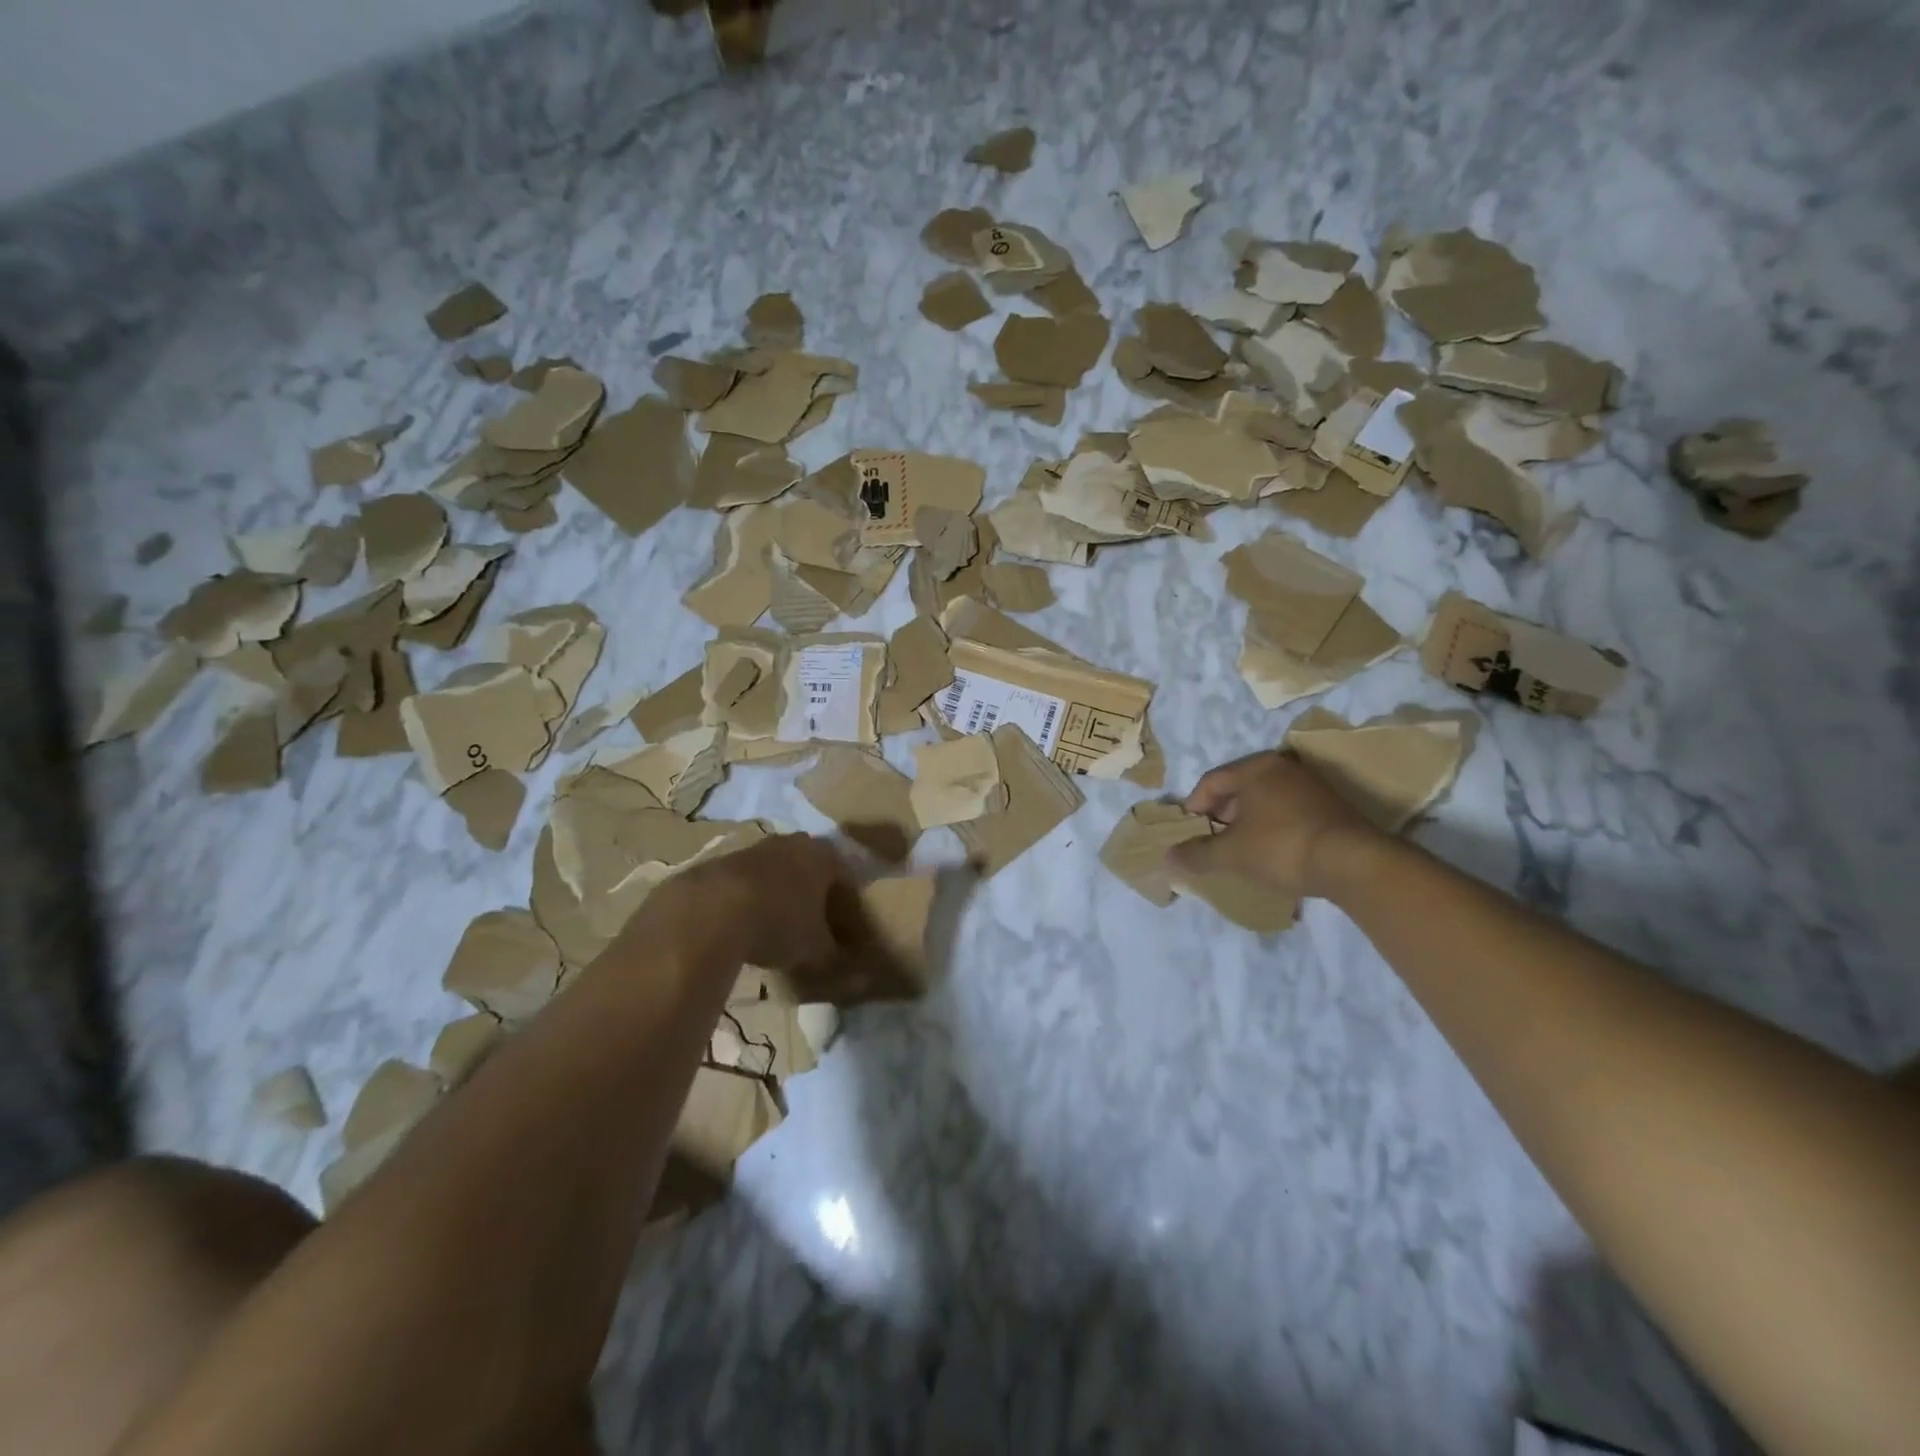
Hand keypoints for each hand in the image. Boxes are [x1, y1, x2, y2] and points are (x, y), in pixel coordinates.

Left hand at [647, 834, 849, 971]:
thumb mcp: (815, 949)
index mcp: (824, 857)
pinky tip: (746, 924)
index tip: (846, 930)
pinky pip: (748, 880)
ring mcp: (756, 848)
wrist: (711, 910)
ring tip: (778, 925)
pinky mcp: (723, 861)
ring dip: (780, 892)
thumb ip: (833, 954)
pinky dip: (751, 898)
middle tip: (815, 924)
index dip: (848, 905)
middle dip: (815, 893)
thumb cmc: (779, 923)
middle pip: (811, 867)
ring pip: (777, 870)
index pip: (846, 876)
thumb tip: (846, 965)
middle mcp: (793, 844)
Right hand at [1168, 751, 1386, 899]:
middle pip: (1239, 787)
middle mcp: (1282, 767)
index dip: (1193, 807)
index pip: (1210, 781)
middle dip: (1221, 813)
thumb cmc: (1281, 847)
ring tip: (1241, 848)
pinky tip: (1273, 850)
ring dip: (1248, 820)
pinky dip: (1273, 825)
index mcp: (1255, 768)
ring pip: (1265, 798)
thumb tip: (1168, 857)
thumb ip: (1196, 854)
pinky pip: (1288, 809)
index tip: (1188, 832)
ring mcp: (1311, 784)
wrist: (1353, 862)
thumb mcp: (1230, 855)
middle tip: (1212, 839)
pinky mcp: (1332, 804)